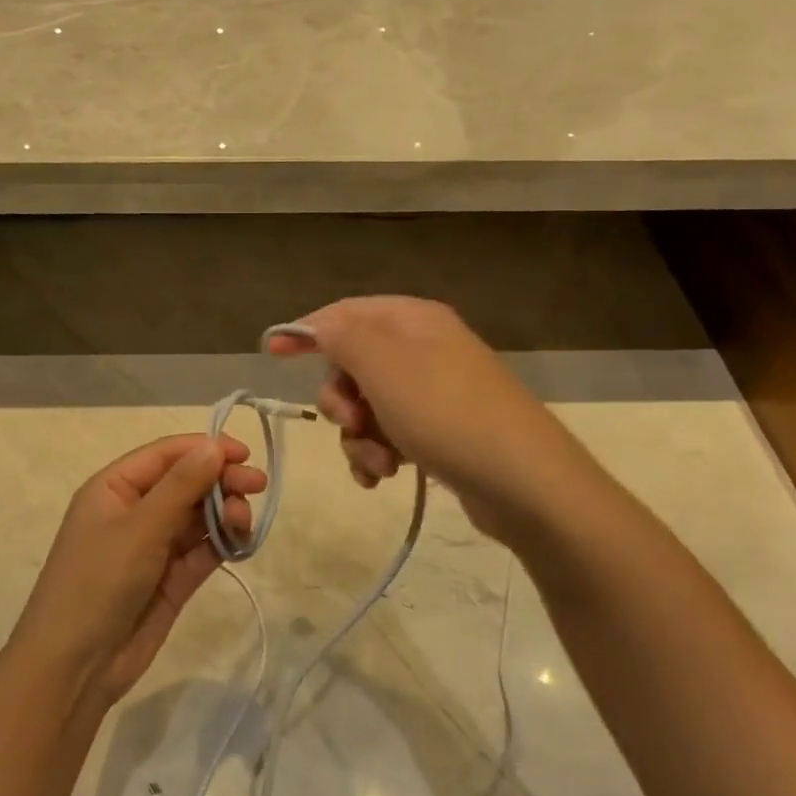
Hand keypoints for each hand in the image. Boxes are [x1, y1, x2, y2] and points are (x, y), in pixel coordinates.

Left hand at [10, 435, 266, 707]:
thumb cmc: (98, 582)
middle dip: (221, 480)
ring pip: (198, 517)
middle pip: (186, 483)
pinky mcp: (172, 579)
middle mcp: (135, 511)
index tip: (244, 454)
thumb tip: (214, 445)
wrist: (76, 667)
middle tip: (258, 487)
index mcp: (114, 488)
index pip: (165, 455)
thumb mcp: (139, 528)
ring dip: (224, 512)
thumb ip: (181, 486)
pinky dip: (223, 543)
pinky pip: (203, 551)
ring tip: (242, 522)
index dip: (205, 448)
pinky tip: (240, 541)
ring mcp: (154, 547)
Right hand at [267, 296, 559, 544]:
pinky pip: (389, 433)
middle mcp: (424, 349)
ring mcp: (434, 392)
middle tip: (350, 421)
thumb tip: (314, 324)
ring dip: (358, 436)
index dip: (306, 330)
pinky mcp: (441, 431)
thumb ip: (341, 336)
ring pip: (367, 406)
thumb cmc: (446, 414)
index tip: (271, 353)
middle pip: (353, 364)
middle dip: (340, 399)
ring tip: (378, 464)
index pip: (345, 313)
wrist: (525, 482)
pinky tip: (384, 477)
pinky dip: (378, 454)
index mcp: (412, 321)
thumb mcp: (384, 365)